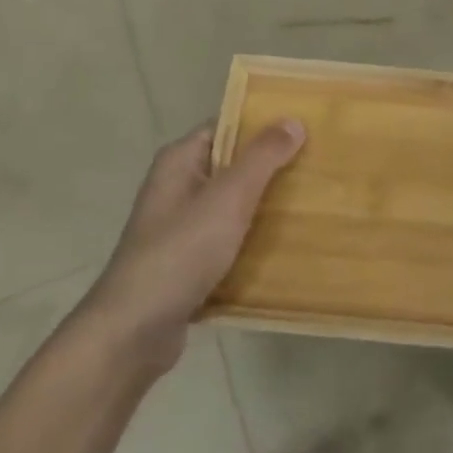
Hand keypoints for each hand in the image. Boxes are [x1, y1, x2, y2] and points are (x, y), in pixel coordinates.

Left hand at [80, 119, 305, 369]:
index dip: (264, 124)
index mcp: (179, 162)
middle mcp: (177, 188)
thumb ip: (262, 158)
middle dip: (272, 167)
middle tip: (318, 164)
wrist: (134, 332)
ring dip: (266, 206)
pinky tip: (288, 245)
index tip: (305, 127)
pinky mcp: (188, 263)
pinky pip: (229, 240)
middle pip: (233, 166)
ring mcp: (181, 228)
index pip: (227, 127)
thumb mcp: (228, 198)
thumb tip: (293, 120)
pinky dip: (254, 240)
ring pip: (234, 206)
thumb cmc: (180, 252)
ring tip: (313, 202)